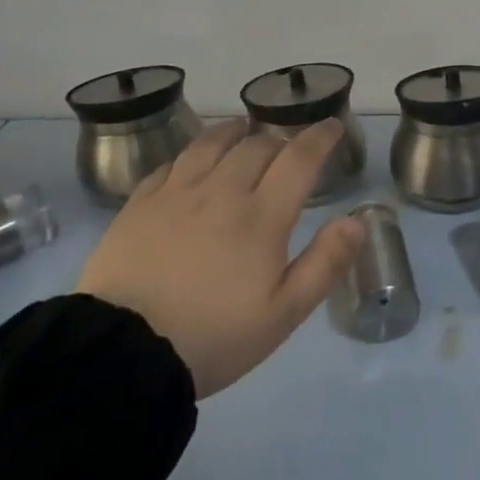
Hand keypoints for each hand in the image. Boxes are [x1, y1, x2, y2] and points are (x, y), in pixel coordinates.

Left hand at [76, 119, 364, 398]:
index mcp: (262, 217)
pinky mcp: (138, 205)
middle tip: (288, 149)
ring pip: (211, 144)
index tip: (332, 125)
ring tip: (242, 130)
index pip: (299, 159)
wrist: (122, 354)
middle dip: (280, 140)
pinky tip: (191, 161)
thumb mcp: (283, 314)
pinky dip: (191, 154)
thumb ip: (325, 263)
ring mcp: (176, 195)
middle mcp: (221, 192)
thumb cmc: (213, 337)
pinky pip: (170, 164)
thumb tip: (357, 220)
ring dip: (234, 132)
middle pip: (256, 146)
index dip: (320, 137)